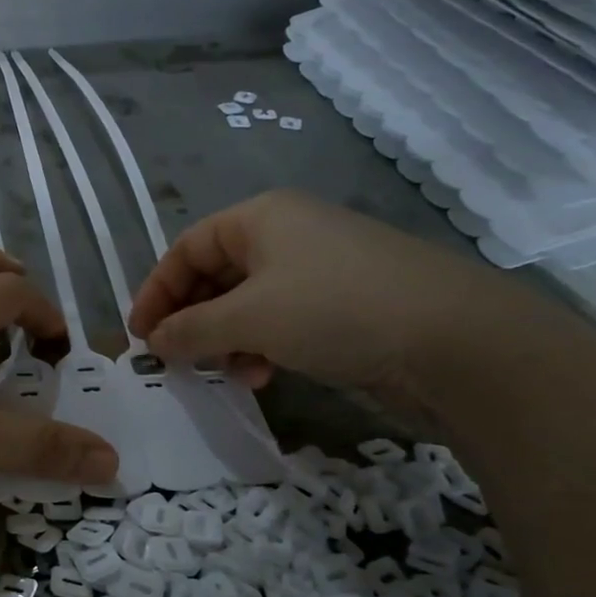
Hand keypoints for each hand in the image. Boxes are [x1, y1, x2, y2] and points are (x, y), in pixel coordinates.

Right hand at [127, 190, 547, 409]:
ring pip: (247, 304)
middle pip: (215, 276)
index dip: (156, 291)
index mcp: (261, 218)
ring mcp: (319, 272)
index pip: (187, 248)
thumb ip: (190, 330)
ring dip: (224, 340)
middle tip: (174, 359)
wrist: (456, 342)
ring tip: (223, 373)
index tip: (140, 336)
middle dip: (190, 319)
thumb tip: (154, 342)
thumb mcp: (248, 318)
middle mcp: (287, 236)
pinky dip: (260, 348)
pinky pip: (281, 323)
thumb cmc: (334, 310)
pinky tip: (262, 377)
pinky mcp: (343, 307)